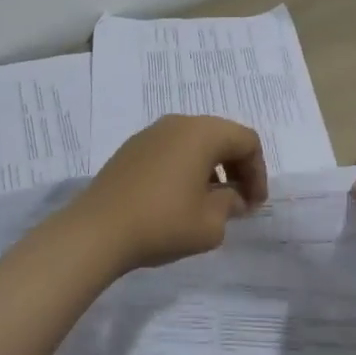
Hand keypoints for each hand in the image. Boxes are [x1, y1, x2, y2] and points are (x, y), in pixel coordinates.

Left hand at [56, 115, 266, 273]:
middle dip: (236, 167)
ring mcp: (150, 134)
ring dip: (211, 168)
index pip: (246, 140)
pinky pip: (171, 150)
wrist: (97, 230)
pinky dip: (186, 168)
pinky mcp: (131, 149)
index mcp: (202, 133)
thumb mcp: (210, 223)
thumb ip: (230, 204)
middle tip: (239, 201)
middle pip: (221, 136)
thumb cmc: (162, 223)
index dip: (258, 172)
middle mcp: (178, 124)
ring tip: (210, 202)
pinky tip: (179, 199)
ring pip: (194, 143)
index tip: (254, 204)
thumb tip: (232, 196)